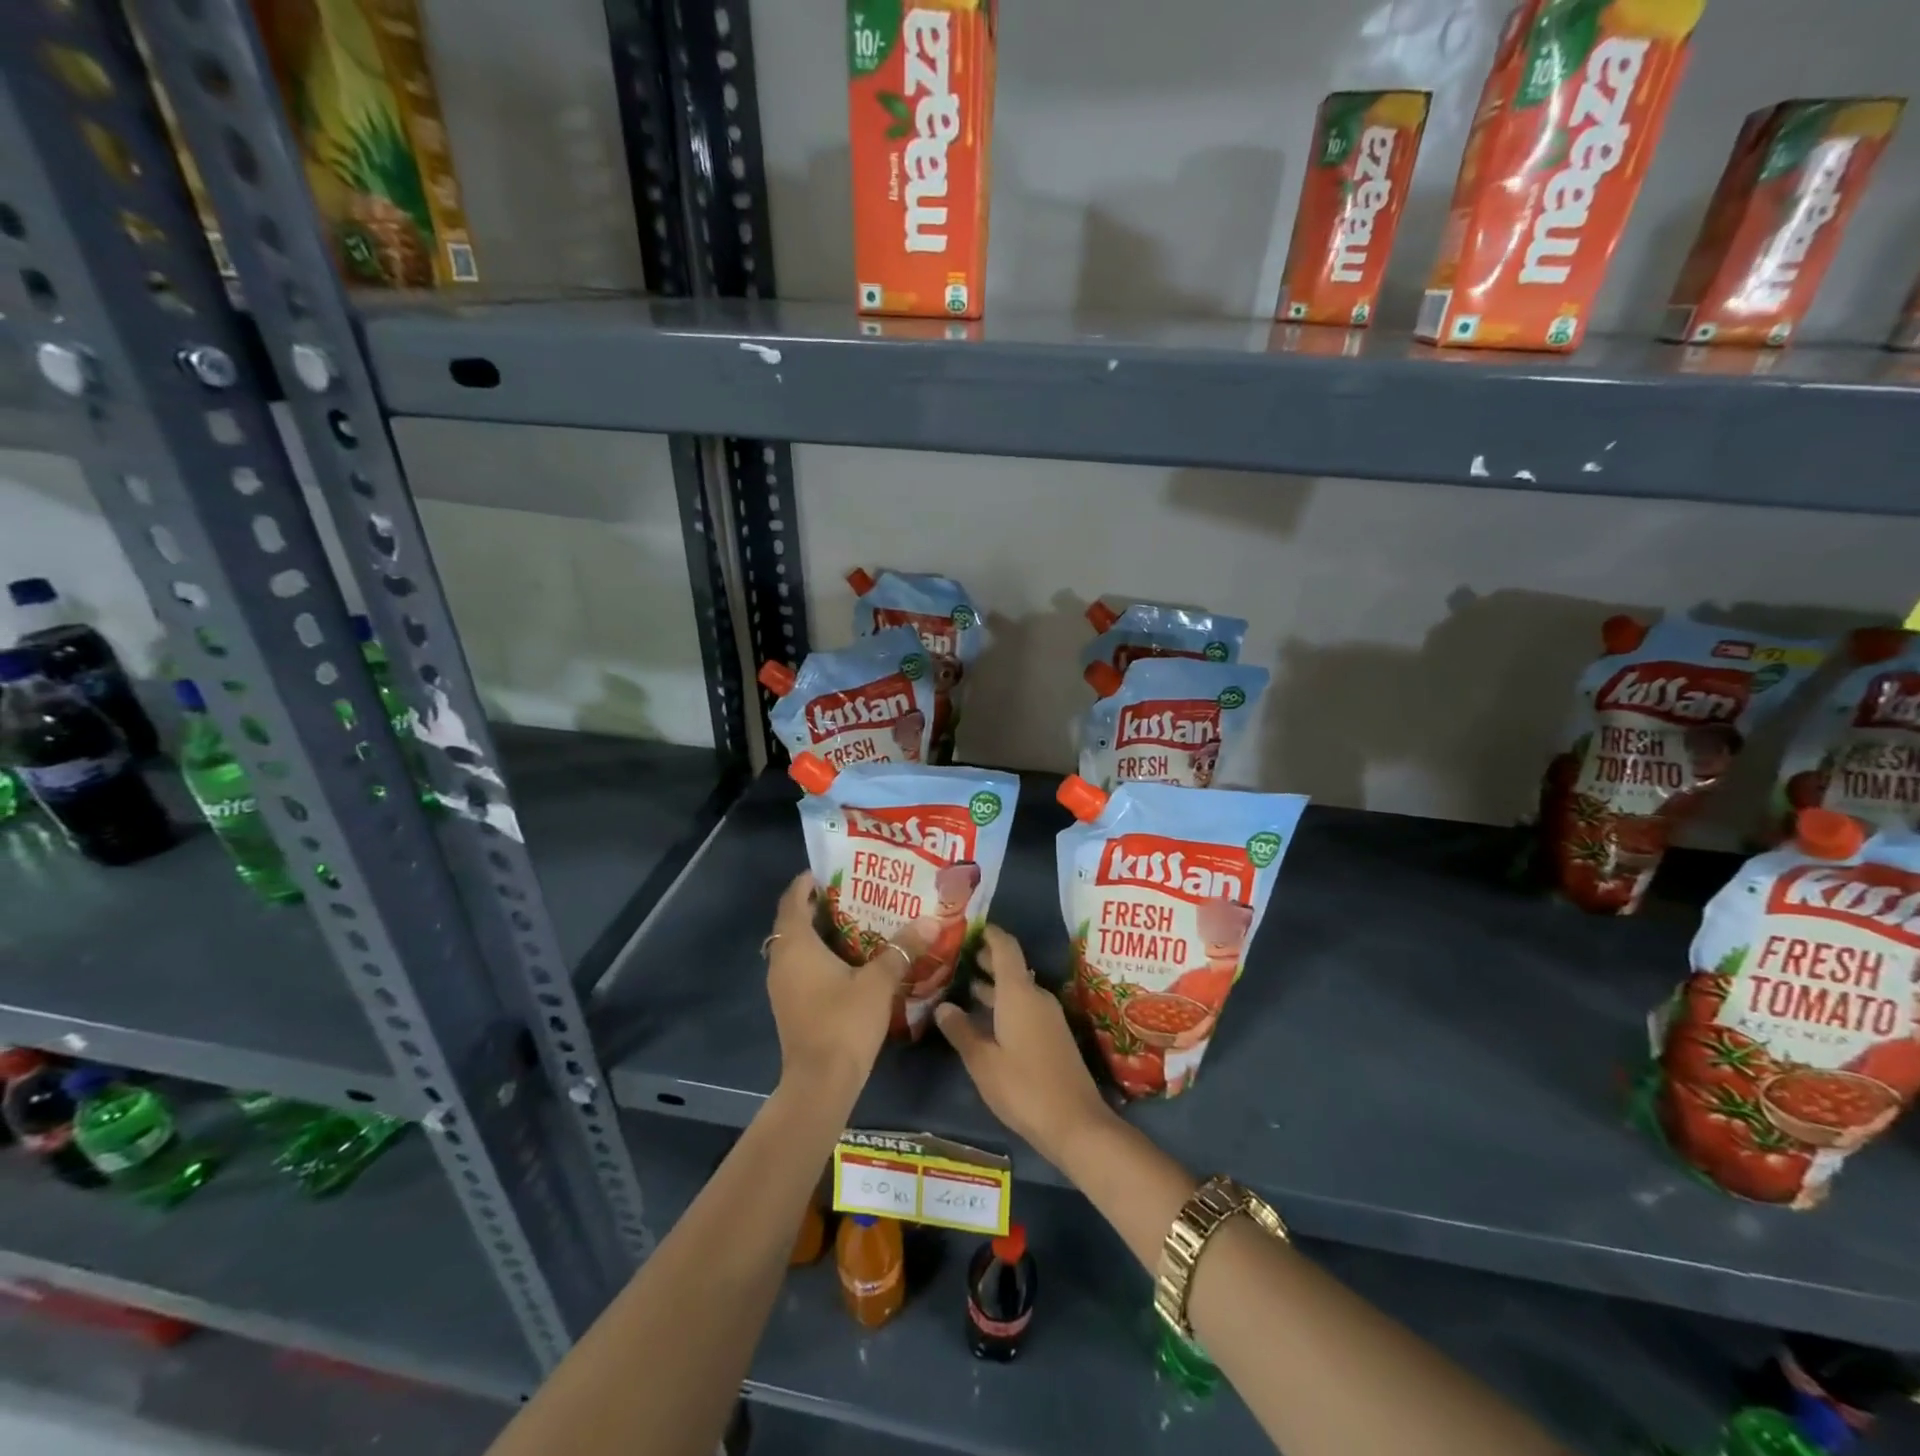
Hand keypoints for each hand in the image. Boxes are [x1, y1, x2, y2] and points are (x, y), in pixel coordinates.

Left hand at [766, 873, 923, 1099]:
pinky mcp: (790, 1005)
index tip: (830, 870)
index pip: (793, 900)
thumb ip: (903, 948)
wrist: (820, 1082)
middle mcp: (782, 961)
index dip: (806, 882)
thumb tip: (931, 919)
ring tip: (855, 920)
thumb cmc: (844, 1022)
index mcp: (796, 945)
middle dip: (817, 905)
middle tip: (852, 891)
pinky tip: (849, 959)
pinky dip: (818, 955)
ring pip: (796, 946)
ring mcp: (782, 986)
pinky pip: (800, 966)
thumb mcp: (879, 981)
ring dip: (818, 932)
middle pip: (793, 921)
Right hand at [934, 926, 1114, 1169]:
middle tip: (955, 956)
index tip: (968, 925)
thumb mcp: (983, 1061)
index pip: (1005, 947)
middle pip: (1011, 966)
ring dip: (993, 984)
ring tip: (962, 984)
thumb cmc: (1023, 1087)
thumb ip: (961, 1030)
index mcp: (1018, 993)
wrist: (1075, 1123)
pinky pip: (1024, 1005)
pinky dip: (1003, 1003)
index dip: (989, 932)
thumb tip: (943, 1006)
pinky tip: (984, 1018)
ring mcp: (1047, 1016)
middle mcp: (1036, 996)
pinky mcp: (1052, 1035)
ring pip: (1017, 988)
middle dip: (985, 959)